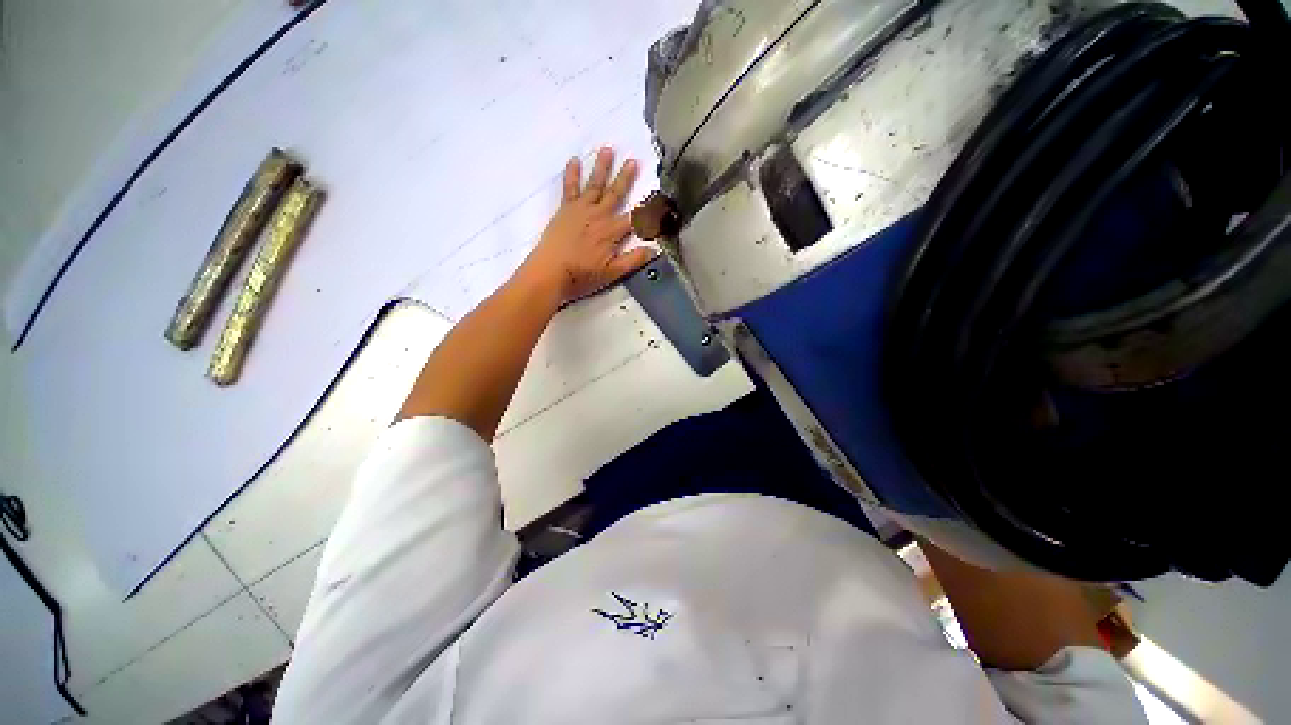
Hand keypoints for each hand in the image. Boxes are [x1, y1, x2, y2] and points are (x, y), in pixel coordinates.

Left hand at [513, 147, 654, 303]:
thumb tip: (654, 250)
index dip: (649, 211)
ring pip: (594, 185)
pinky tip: (574, 161)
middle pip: (615, 194)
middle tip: (633, 161)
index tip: (660, 201)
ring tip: (607, 149)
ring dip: (601, 167)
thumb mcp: (612, 273)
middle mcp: (598, 215)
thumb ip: (633, 260)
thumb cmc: (582, 275)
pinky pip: (569, 188)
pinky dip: (571, 174)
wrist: (550, 271)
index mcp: (611, 231)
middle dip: (626, 178)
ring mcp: (580, 210)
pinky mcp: (565, 209)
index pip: (636, 218)